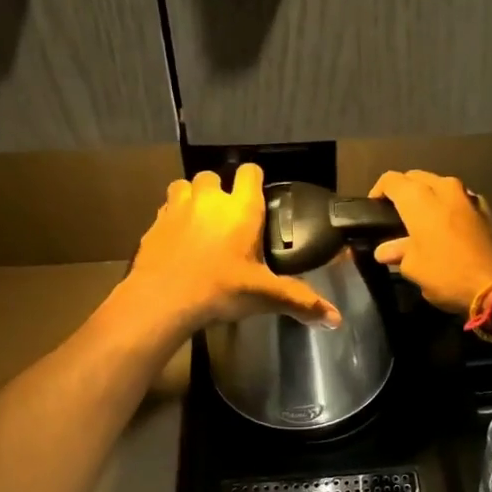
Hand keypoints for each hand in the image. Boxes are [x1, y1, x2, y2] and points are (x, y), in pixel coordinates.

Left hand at [120, 165, 339, 333]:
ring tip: (199, 222)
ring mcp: (177, 207)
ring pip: (184, 186)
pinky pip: (165, 209)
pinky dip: (172, 218)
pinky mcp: (154, 223)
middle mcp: (209, 198)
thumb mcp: (264, 296)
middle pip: (213, 175)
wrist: (162, 299)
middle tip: (227, 217)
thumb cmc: (220, 289)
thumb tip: (337, 319)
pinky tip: (177, 240)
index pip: (250, 172)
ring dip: (192, 197)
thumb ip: (300, 301)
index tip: (257, 197)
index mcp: (240, 208)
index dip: (254, 180)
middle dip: (219, 190)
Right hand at [369, 170, 491, 314]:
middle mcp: (444, 188)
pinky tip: (446, 226)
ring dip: (428, 196)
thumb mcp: (414, 268)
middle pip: (416, 177)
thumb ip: (398, 252)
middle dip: (404, 190)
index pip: (391, 180)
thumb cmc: (448, 273)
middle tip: (395, 213)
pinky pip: (459, 199)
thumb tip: (386, 250)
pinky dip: (448, 206)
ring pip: (440, 185)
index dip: (378, 191)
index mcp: (419, 198)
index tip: (373, 209)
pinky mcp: (486, 209)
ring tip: (420, 219)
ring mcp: (468, 196)